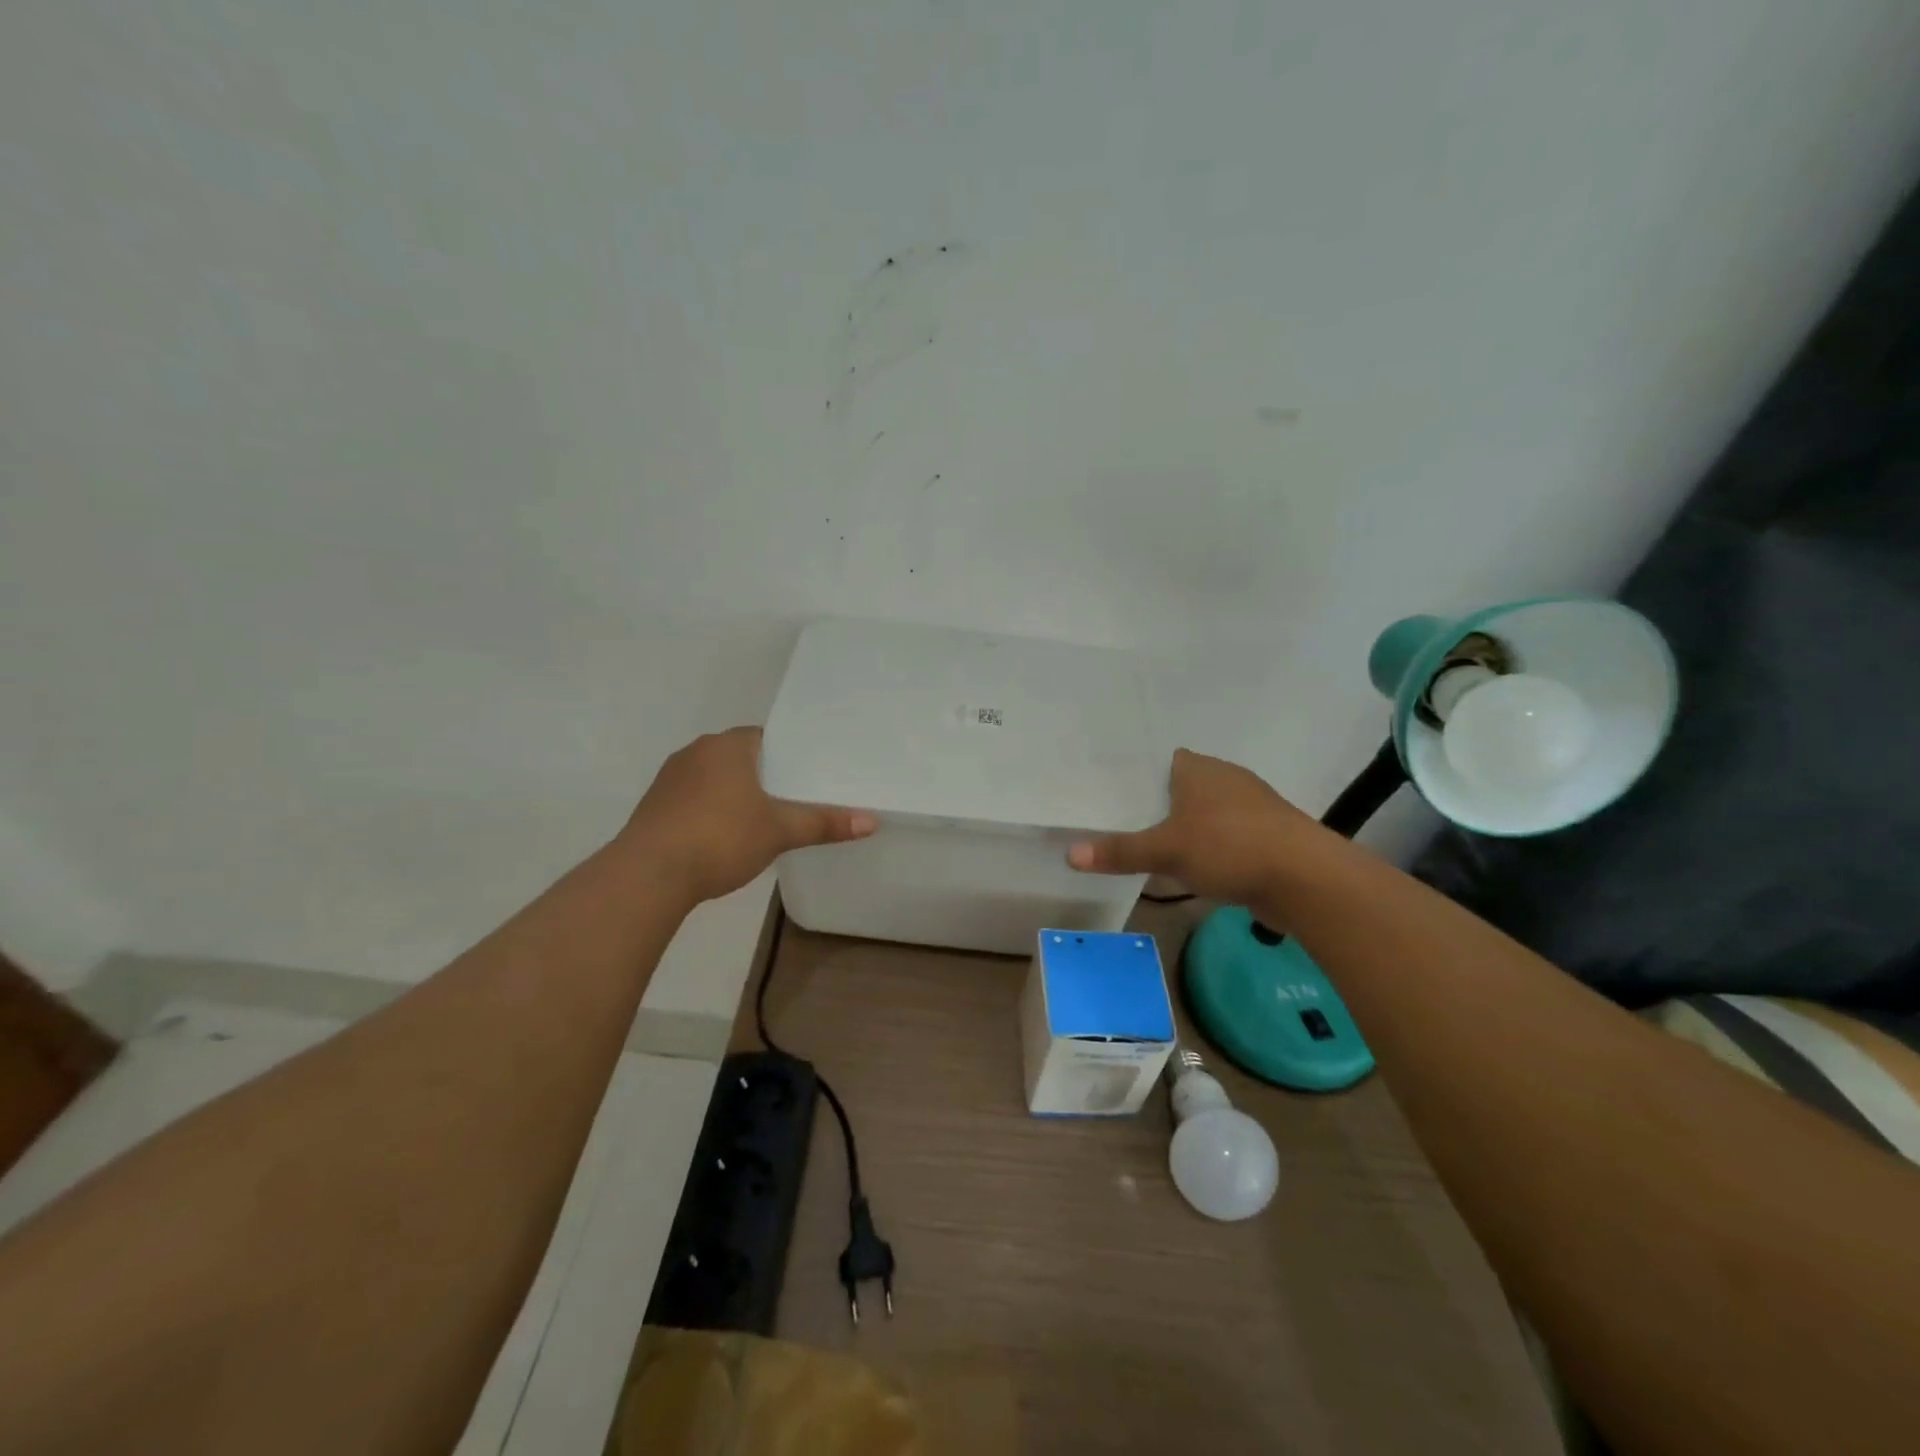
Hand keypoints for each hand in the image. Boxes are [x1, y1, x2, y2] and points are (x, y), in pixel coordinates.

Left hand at [620, 728, 875, 903]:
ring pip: (713, 778)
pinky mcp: (653, 807)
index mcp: (726, 746)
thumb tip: (872, 821)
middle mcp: (695, 752)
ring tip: (760, 820)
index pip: (764, 737)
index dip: (787, 753)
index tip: (806, 774)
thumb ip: (823, 823)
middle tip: (791, 798)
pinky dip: (709, 811)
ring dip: (732, 794)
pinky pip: (692, 799)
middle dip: (762, 775)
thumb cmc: (720, 838)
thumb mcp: (779, 831)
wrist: (648, 875)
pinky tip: (723, 837)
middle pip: (739, 757)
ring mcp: (669, 779)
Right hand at [1067, 748, 1339, 911]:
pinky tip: (1192, 867)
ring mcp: (1251, 807)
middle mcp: (1225, 779)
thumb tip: (1070, 854)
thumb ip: (1120, 851)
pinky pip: (1226, 837)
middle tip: (1119, 821)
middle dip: (1157, 804)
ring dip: (1186, 828)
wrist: (1305, 879)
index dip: (1137, 774)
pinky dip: (1209, 848)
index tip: (1110, 792)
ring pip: (1205, 813)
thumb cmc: (1229, 847)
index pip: (1161, 760)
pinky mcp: (1267, 836)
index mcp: (1199, 769)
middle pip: (1181, 787)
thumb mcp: (1166, 851)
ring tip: (1149, 845)